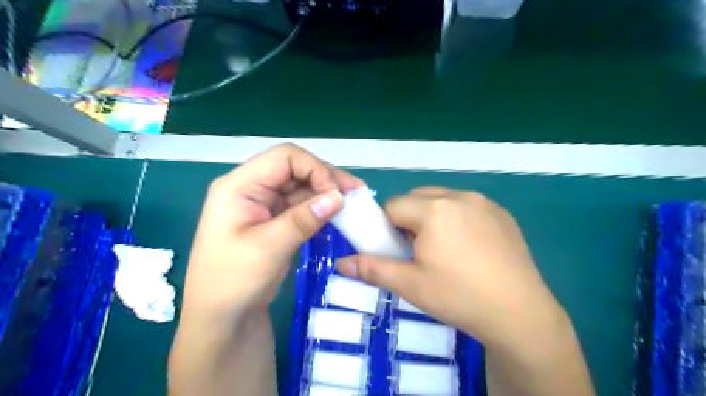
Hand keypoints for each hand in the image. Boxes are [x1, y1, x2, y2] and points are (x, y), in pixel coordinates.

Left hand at [182, 143, 363, 320]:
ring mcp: (264, 206)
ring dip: (327, 194)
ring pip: (301, 188)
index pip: (284, 158)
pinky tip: (339, 216)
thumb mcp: (268, 247)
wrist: (221, 321)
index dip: (315, 168)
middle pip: (295, 169)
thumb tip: (338, 197)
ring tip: (354, 203)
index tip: (338, 193)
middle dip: (326, 178)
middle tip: (357, 193)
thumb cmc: (233, 282)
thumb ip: (303, 218)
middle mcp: (252, 189)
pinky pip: (301, 207)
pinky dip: (320, 209)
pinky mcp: (274, 222)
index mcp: (239, 186)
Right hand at [336, 187, 563, 347]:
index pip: (393, 206)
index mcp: (434, 209)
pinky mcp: (502, 213)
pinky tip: (469, 248)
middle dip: (409, 219)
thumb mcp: (410, 285)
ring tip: (443, 250)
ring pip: (442, 200)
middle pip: (417, 199)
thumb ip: (372, 269)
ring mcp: (484, 203)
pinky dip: (457, 218)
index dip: (387, 227)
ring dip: (433, 217)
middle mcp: (459, 196)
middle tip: (417, 250)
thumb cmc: (458, 297)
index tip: (396, 249)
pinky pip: (467, 206)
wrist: (520, 314)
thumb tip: (340, 264)